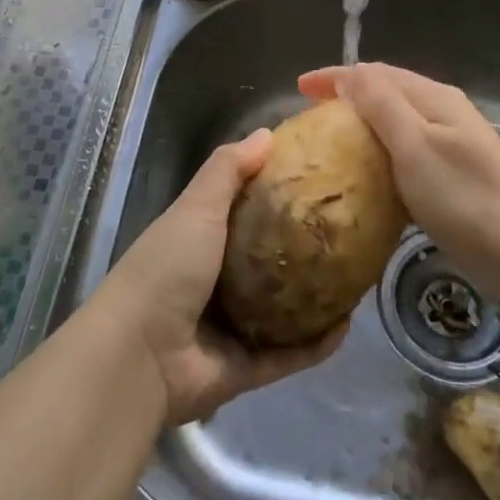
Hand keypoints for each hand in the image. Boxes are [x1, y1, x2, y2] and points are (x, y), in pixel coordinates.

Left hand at [90, 129, 346, 425]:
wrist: (140, 354)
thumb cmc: (167, 267)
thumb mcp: (196, 205)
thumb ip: (228, 169)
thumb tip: (267, 133)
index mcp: (202, 239)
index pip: (246, 211)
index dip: (278, 194)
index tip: (319, 178)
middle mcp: (218, 281)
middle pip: (270, 259)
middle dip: (306, 247)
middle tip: (349, 228)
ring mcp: (233, 326)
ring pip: (285, 309)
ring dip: (318, 296)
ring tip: (359, 274)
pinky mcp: (247, 367)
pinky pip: (291, 354)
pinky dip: (318, 343)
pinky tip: (350, 323)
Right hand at [298, 63, 499, 298]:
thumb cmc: (464, 197)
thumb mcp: (415, 146)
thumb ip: (382, 105)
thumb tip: (351, 72)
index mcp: (434, 98)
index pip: (376, 74)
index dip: (336, 77)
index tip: (298, 88)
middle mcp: (443, 112)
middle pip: (387, 92)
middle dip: (346, 96)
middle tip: (310, 114)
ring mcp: (452, 144)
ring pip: (396, 122)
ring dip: (362, 124)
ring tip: (331, 141)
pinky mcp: (453, 175)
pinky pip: (406, 151)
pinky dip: (380, 153)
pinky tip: (367, 174)